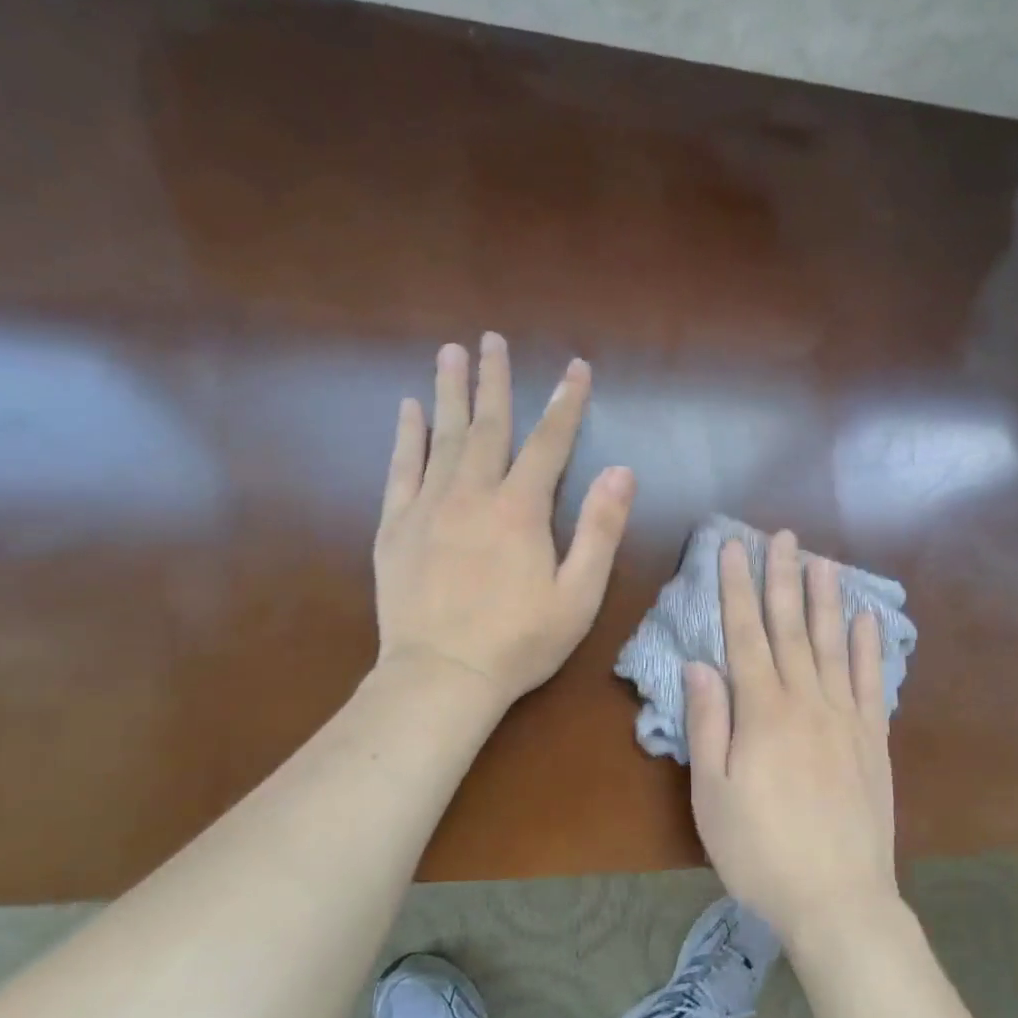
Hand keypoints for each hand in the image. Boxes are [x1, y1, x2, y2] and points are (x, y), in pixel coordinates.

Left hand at [372, 333, 635, 708]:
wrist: (440, 678)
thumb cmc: (519, 642)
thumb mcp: (579, 595)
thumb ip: (600, 530)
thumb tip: (622, 472)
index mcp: (520, 510)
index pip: (549, 442)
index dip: (566, 403)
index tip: (576, 367)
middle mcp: (472, 494)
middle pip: (488, 425)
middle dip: (494, 380)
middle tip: (491, 339)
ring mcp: (428, 507)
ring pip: (442, 436)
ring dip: (449, 392)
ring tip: (450, 352)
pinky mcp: (395, 527)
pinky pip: (401, 469)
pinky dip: (406, 436)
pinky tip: (409, 410)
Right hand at [686, 530, 899, 950]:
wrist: (839, 899)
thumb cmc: (761, 851)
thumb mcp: (713, 795)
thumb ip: (707, 725)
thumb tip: (698, 665)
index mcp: (762, 710)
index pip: (744, 634)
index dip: (736, 588)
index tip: (733, 548)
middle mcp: (806, 699)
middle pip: (791, 626)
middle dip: (782, 578)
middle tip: (782, 536)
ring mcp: (846, 716)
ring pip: (833, 643)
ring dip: (826, 599)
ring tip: (823, 561)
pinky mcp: (874, 738)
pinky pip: (873, 681)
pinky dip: (872, 647)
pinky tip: (870, 620)